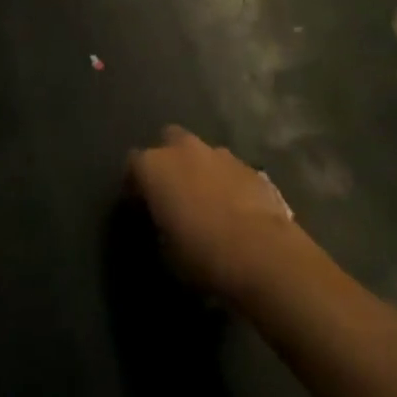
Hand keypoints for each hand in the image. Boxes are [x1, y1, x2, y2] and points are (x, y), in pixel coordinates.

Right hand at [127, 126, 299, 300]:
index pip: (133, 165)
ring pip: (202, 154)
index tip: (140, 207)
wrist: (263, 254)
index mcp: (154, 166)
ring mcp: (219, 153)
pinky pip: (230, 170)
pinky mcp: (250, 166)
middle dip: (169, 161)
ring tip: (208, 202)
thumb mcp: (167, 252)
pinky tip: (235, 209)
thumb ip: (160, 227)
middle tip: (174, 193)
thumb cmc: (203, 255)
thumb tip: (164, 225)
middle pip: (168, 141)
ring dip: (201, 170)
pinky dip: (228, 183)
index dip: (135, 185)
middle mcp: (183, 149)